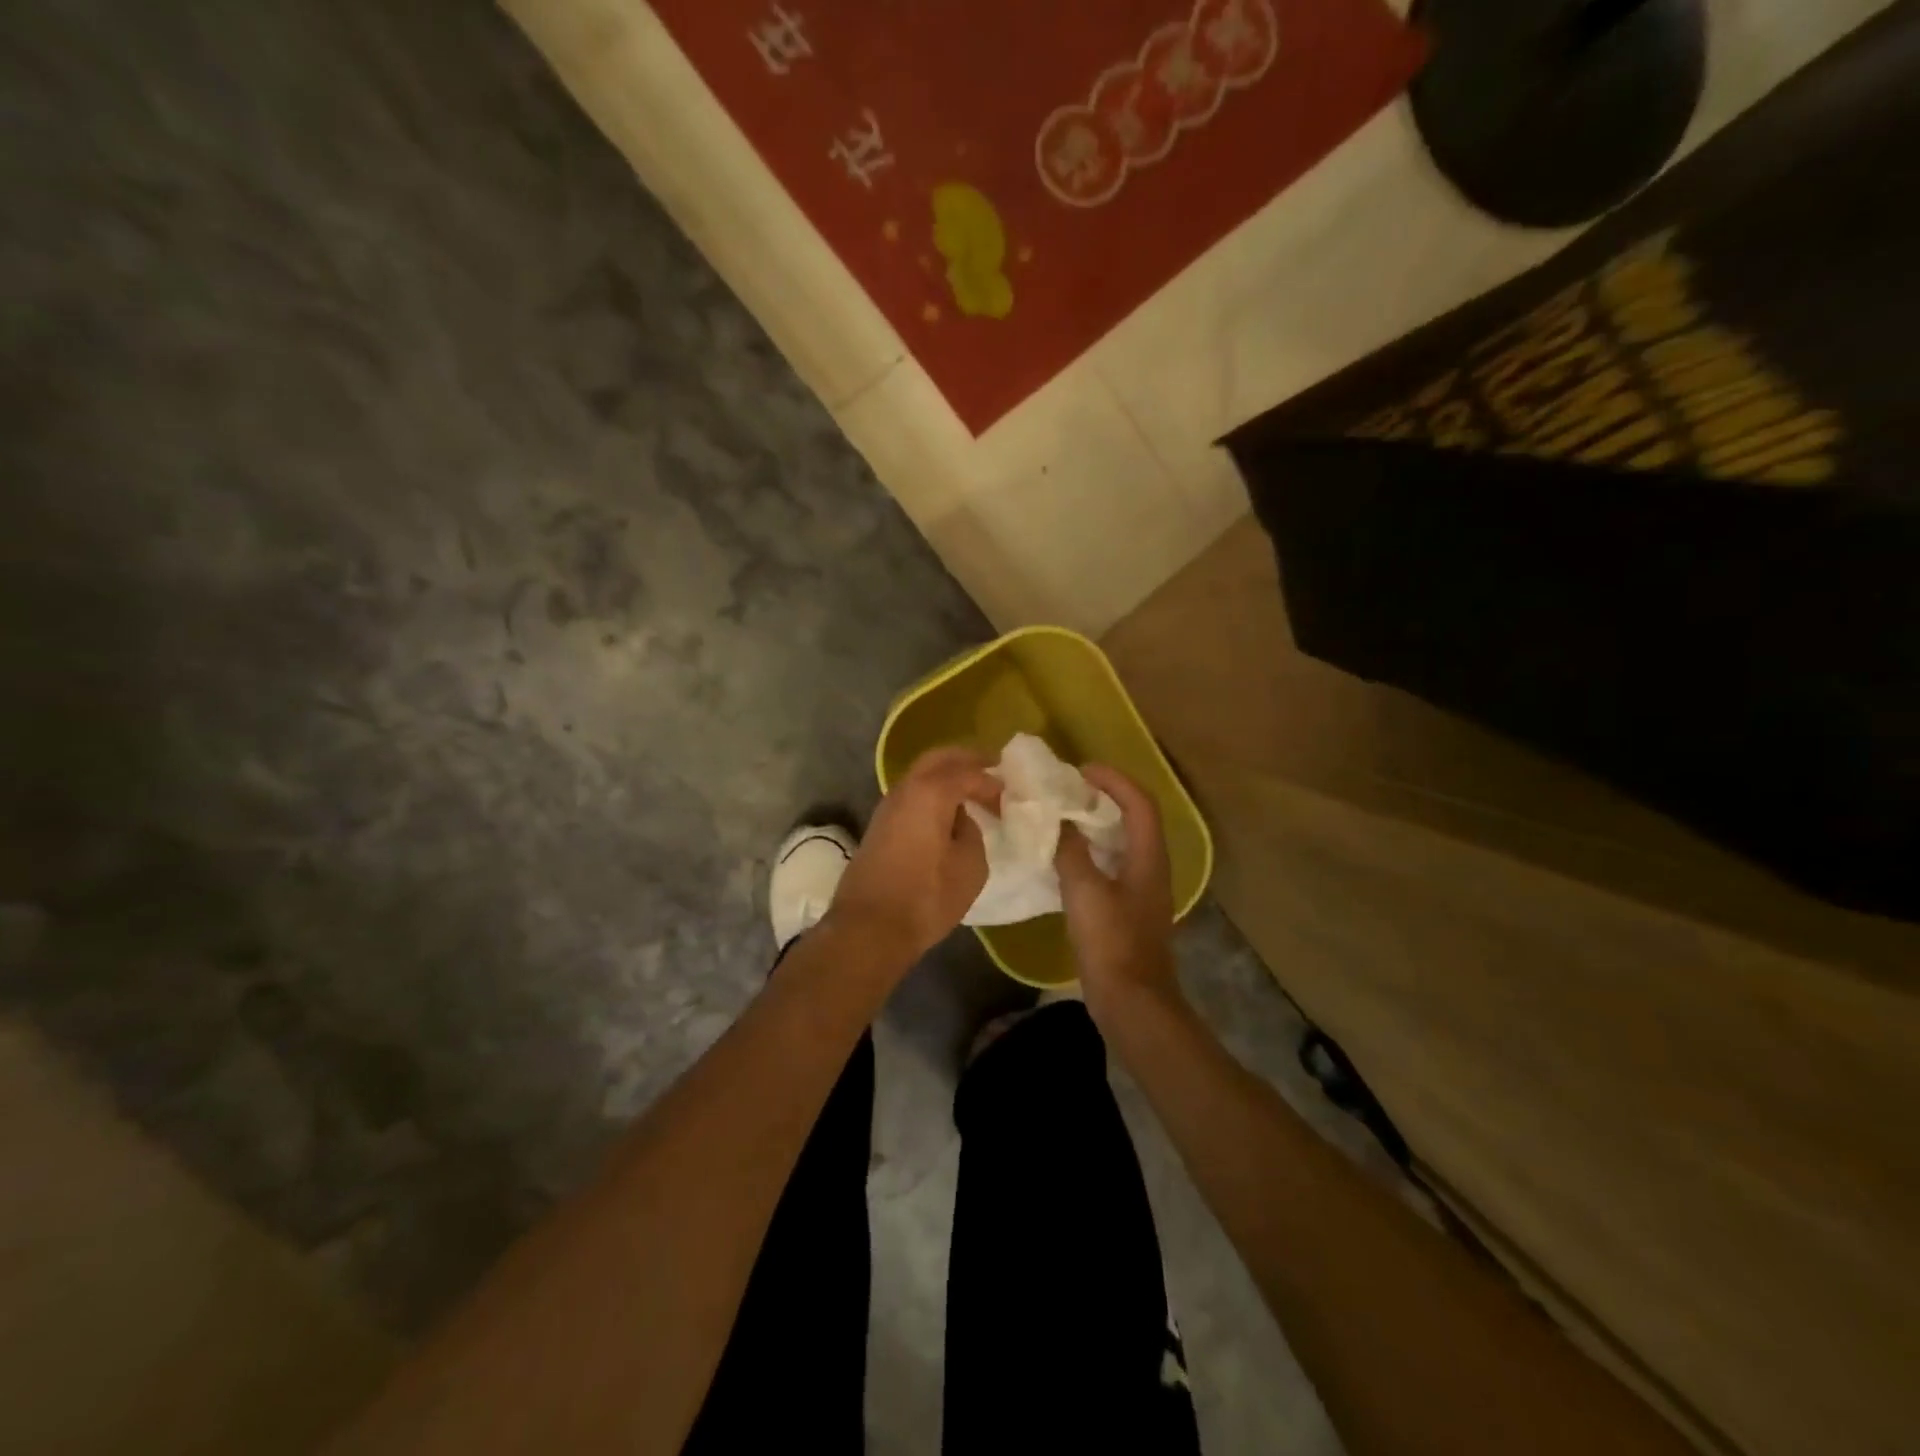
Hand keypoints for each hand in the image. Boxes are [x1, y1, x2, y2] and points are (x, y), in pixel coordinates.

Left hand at [825, 747, 1000, 968]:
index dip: (991, 781)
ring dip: (946, 777)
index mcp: (931, 792)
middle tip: (991, 768)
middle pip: (938, 759)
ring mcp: (887, 807)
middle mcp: (905, 789)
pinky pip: (912, 796)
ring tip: (972, 792)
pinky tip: (947, 814)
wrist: (869, 927)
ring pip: (920, 776)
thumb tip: (961, 822)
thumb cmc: (927, 896)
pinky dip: (932, 794)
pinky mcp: (879, 827)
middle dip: (966, 760)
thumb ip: (972, 833)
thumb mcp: (970, 866)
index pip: (968, 772)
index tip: (1008, 795)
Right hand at [1055, 764, 1180, 1022]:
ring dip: (1096, 824)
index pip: (1139, 803)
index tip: (1082, 770)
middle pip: (1134, 818)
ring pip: (1122, 842)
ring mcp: (1142, 890)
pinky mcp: (1128, 909)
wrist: (1131, 1001)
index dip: (1114, 780)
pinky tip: (1065, 858)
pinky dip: (1091, 851)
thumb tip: (1057, 822)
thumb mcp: (1084, 891)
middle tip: (1069, 790)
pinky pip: (1111, 865)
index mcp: (1148, 857)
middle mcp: (1151, 867)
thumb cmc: (1111, 942)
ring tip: (1063, 816)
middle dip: (1105, 797)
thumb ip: (1070, 851)